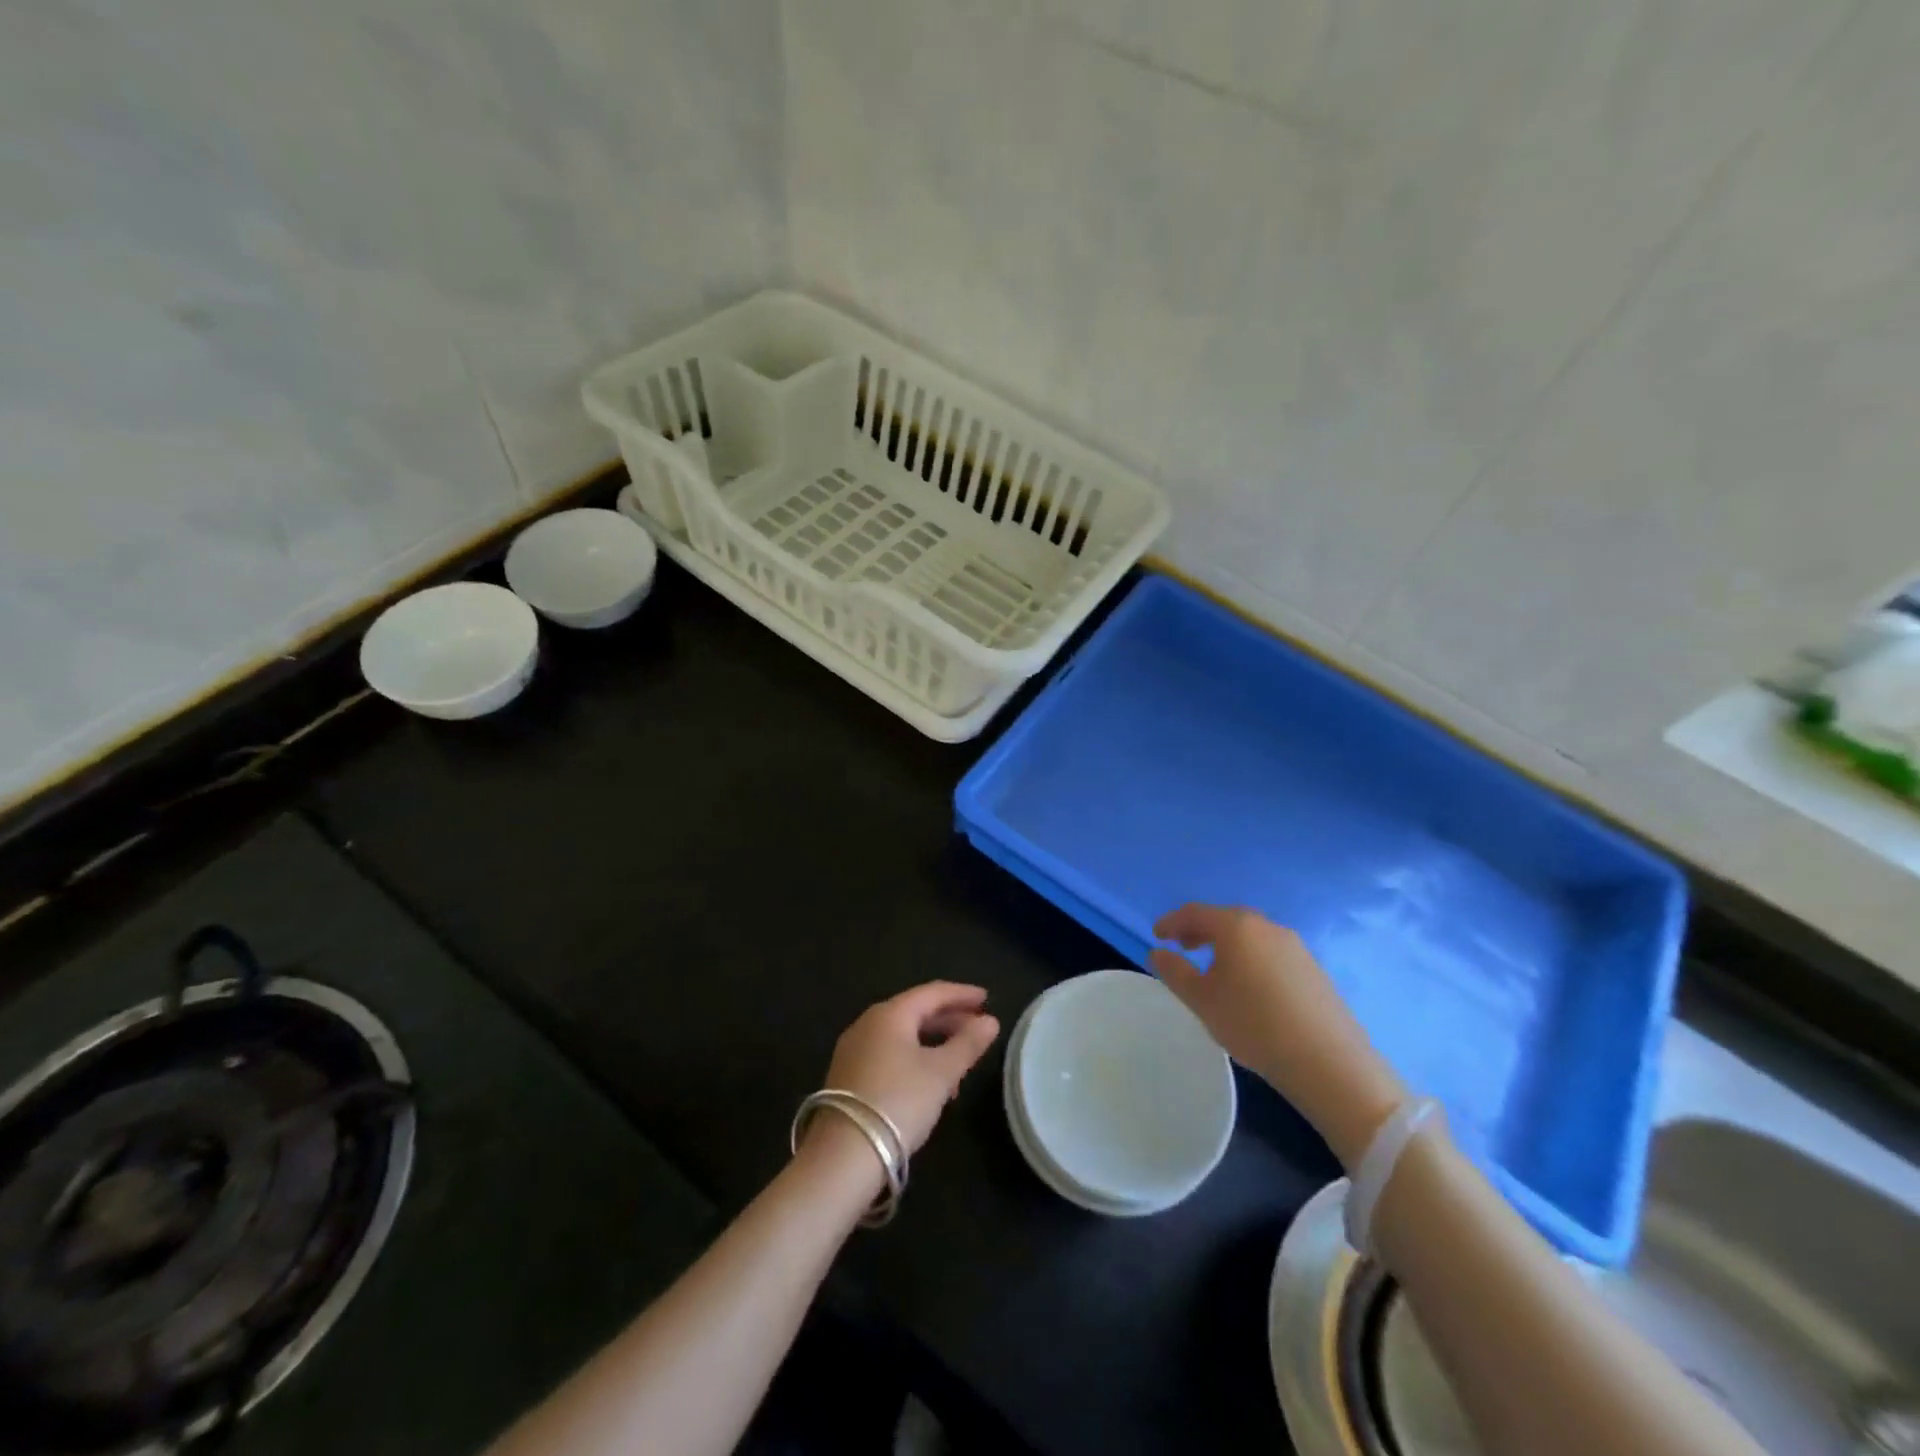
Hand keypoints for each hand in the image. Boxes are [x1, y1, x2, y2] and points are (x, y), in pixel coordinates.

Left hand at [816, 982, 1000, 1157]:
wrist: (843, 1156)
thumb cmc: (898, 1102)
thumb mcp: (941, 1073)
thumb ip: (967, 1044)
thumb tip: (991, 1021)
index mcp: (890, 1014)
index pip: (932, 992)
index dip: (962, 994)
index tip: (987, 998)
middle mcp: (868, 1023)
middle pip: (915, 1011)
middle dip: (949, 1018)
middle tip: (978, 1027)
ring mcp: (854, 1049)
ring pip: (903, 1035)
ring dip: (934, 1041)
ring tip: (961, 1060)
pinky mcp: (848, 1075)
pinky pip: (889, 1053)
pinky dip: (915, 1057)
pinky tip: (930, 1081)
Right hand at [1149, 905, 1405, 1167]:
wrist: (1328, 1062)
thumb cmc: (1253, 1024)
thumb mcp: (1202, 1001)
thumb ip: (1175, 972)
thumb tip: (1158, 952)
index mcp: (1236, 927)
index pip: (1195, 913)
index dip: (1172, 922)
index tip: (1157, 936)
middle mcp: (1267, 927)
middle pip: (1225, 919)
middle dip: (1200, 930)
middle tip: (1182, 947)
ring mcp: (1295, 947)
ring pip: (1251, 935)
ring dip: (1227, 944)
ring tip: (1214, 968)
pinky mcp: (1313, 969)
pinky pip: (1270, 952)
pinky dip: (1250, 957)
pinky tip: (1249, 985)